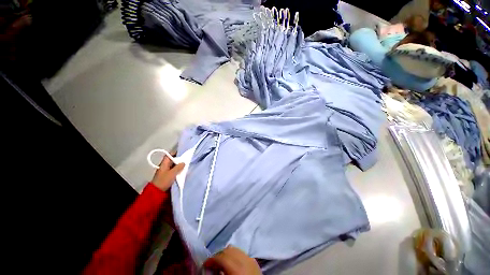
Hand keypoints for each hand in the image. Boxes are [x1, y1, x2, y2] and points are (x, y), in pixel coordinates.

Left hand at [151, 154, 184, 191]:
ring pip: (174, 166)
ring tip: (187, 164)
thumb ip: (178, 167)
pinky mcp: (168, 176)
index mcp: (164, 163)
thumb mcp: (172, 173)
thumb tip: (184, 162)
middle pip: (173, 160)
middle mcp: (165, 166)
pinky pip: (174, 171)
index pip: (169, 155)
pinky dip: (179, 170)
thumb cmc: (164, 181)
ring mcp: (166, 171)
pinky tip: (184, 171)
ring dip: (179, 165)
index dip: (175, 152)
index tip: (183, 152)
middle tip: (187, 159)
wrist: (157, 192)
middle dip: (179, 159)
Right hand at [204, 246, 260, 274]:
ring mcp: (251, 258)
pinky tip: (231, 264)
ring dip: (226, 254)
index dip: (211, 260)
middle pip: (228, 250)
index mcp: (237, 267)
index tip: (205, 265)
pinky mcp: (254, 261)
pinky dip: (235, 256)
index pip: (221, 256)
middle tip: (212, 264)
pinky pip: (242, 253)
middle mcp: (245, 259)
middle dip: (218, 255)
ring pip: (235, 249)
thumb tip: (209, 270)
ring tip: (221, 264)